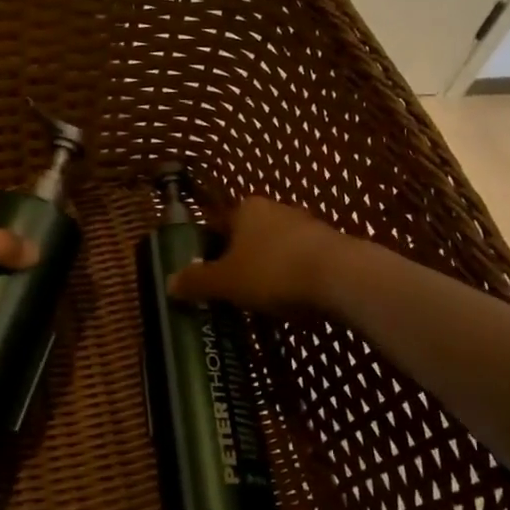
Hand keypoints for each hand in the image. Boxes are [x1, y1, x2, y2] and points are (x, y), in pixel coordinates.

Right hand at [167, 197, 352, 318]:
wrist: (341, 277)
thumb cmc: (273, 272)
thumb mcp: (226, 282)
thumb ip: (197, 281)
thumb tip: (168, 282)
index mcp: (246, 209)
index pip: (218, 225)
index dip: (208, 250)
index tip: (204, 276)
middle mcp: (276, 209)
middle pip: (247, 236)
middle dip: (239, 261)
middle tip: (230, 291)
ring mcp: (307, 225)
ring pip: (276, 249)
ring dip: (267, 269)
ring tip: (261, 301)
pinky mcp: (332, 245)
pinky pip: (301, 262)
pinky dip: (293, 278)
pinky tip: (292, 301)